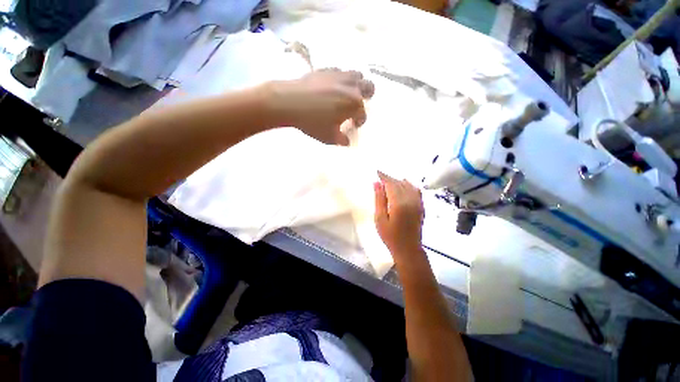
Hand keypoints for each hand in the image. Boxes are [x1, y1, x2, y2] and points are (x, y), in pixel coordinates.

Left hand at [268, 69, 374, 144]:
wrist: (289, 101)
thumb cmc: (312, 122)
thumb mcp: (329, 137)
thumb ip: (341, 140)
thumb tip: (346, 141)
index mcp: (354, 105)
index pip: (362, 114)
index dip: (359, 121)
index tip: (353, 125)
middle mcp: (351, 87)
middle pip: (369, 87)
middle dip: (367, 97)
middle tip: (356, 105)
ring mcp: (339, 75)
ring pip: (357, 75)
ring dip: (356, 85)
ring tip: (347, 94)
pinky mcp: (326, 69)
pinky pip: (340, 71)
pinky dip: (340, 79)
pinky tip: (332, 87)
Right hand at [374, 172, 424, 257]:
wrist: (408, 249)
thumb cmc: (390, 236)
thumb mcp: (380, 218)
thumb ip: (379, 199)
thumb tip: (376, 183)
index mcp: (399, 203)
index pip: (391, 184)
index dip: (384, 177)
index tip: (377, 172)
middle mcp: (410, 200)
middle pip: (399, 183)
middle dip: (390, 179)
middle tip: (380, 178)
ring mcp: (418, 203)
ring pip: (408, 185)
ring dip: (398, 181)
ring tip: (389, 182)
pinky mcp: (421, 206)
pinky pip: (416, 191)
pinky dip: (409, 185)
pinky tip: (404, 185)